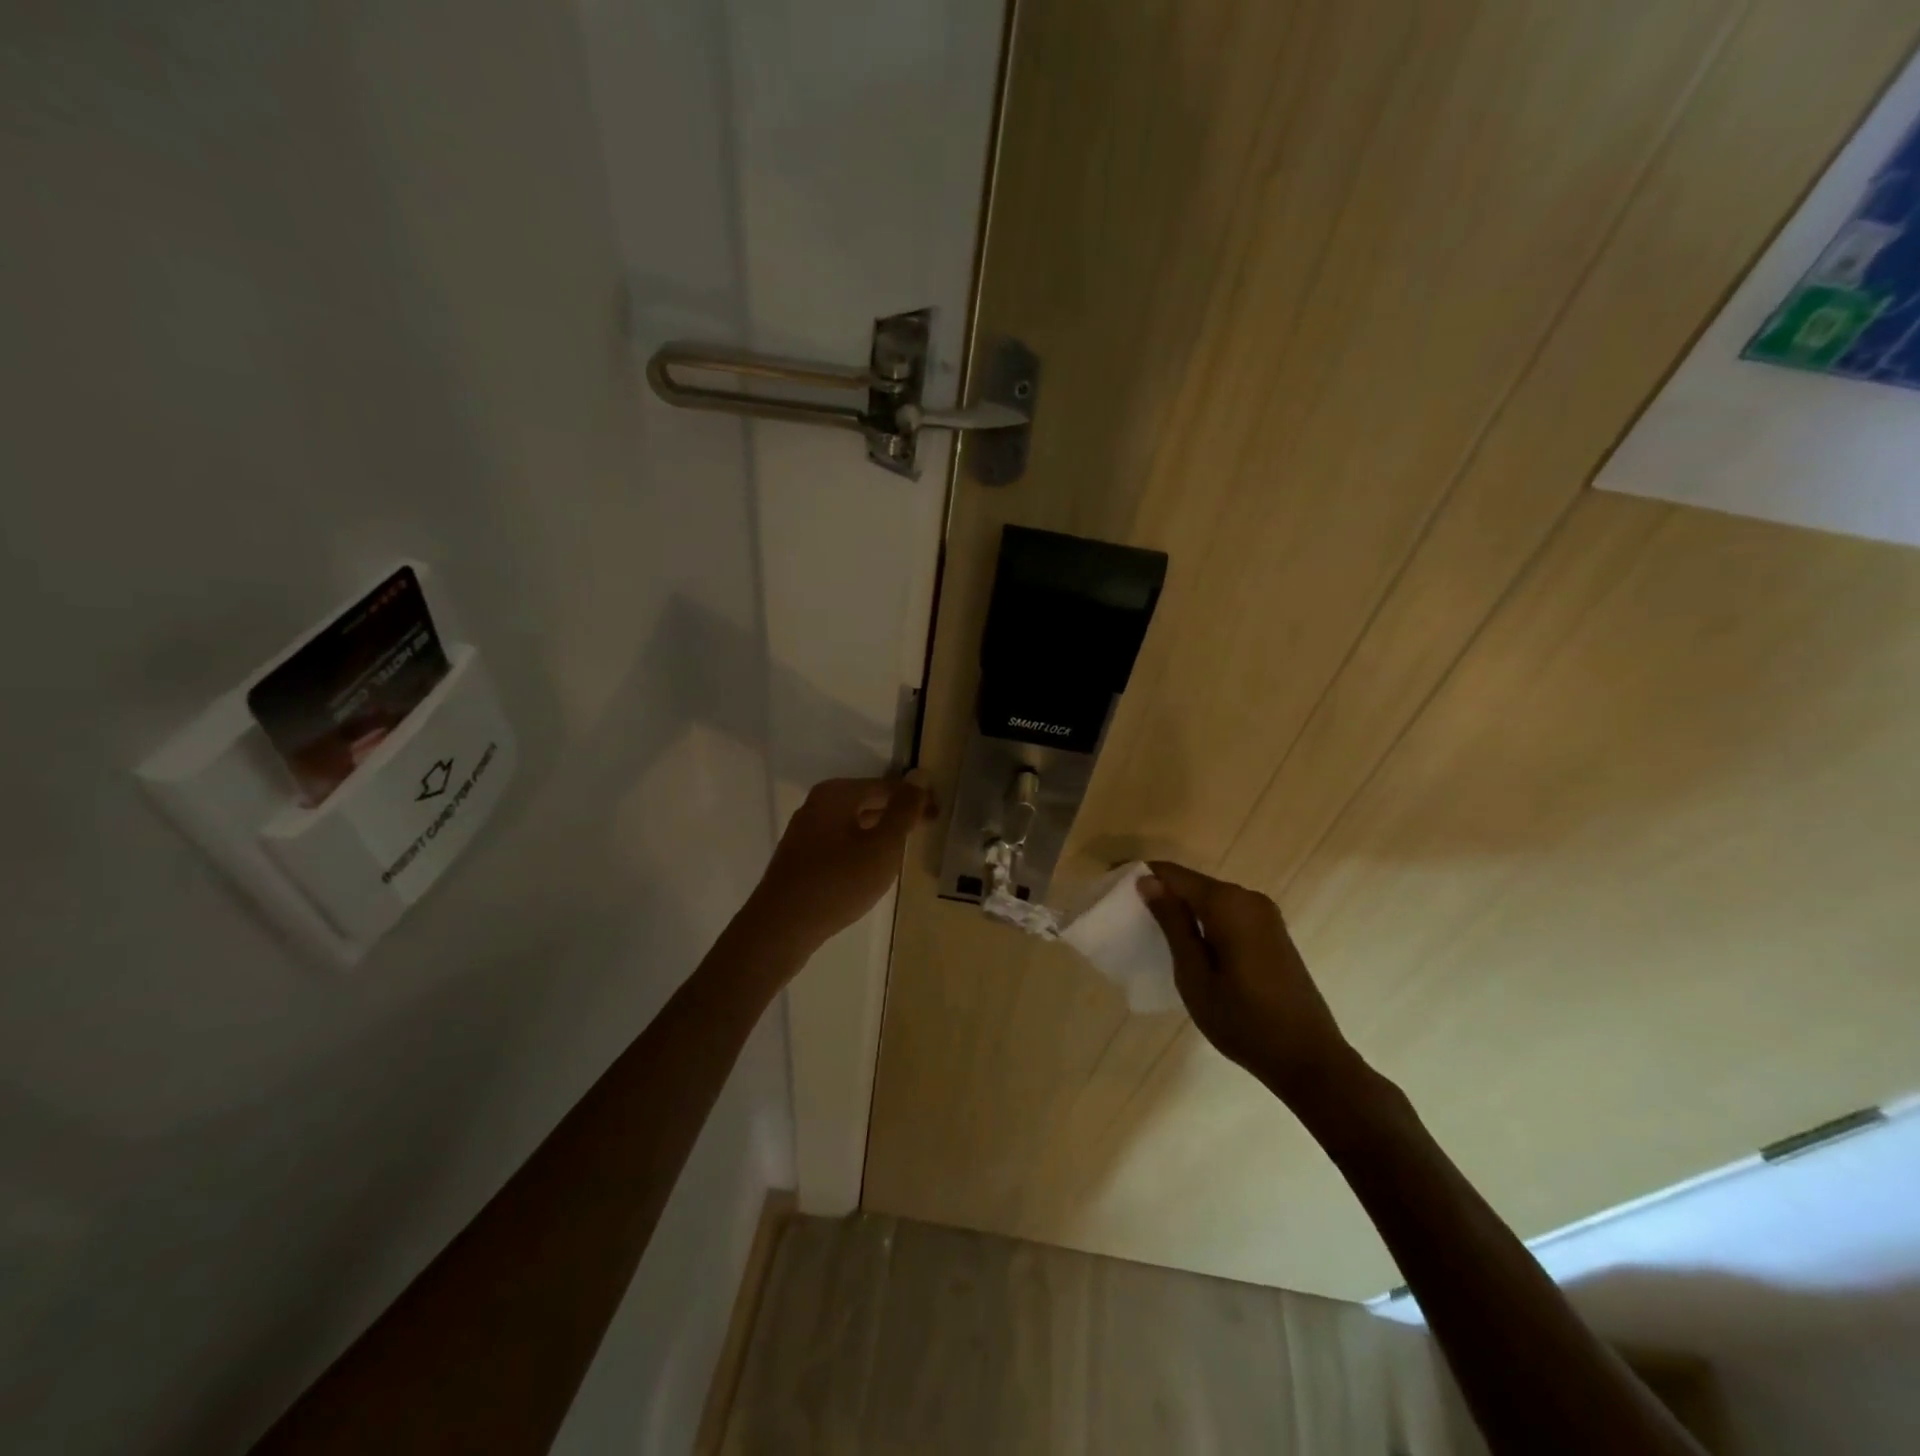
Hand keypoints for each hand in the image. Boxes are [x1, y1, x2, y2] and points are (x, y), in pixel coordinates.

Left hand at [749, 775, 935, 951]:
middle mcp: (818, 804)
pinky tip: (872, 867)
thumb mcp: (882, 847)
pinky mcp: (801, 856)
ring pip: (854, 822)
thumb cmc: (837, 884)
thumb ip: (903, 810)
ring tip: (904, 850)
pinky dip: (861, 847)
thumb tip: (919, 775)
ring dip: (880, 831)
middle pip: (868, 801)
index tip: (939, 816)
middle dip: (898, 814)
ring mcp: (806, 830)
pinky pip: (840, 841)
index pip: (887, 786)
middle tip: (926, 832)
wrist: (780, 929)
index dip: (916, 799)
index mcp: (836, 794)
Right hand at [1137, 862, 1359, 1107]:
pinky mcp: (1272, 932)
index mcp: (1227, 903)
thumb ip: (1172, 923)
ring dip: (1182, 907)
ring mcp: (1265, 914)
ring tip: (1150, 928)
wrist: (1309, 1059)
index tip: (1110, 882)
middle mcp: (1248, 898)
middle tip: (1126, 913)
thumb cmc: (1243, 1020)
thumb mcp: (1194, 975)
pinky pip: (1227, 913)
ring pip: (1210, 898)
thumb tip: (1147, 882)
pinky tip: (1188, 942)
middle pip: (1192, 884)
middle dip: (1160, 891)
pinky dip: (1203, 920)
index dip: (1140, 874)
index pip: (1172, 874)